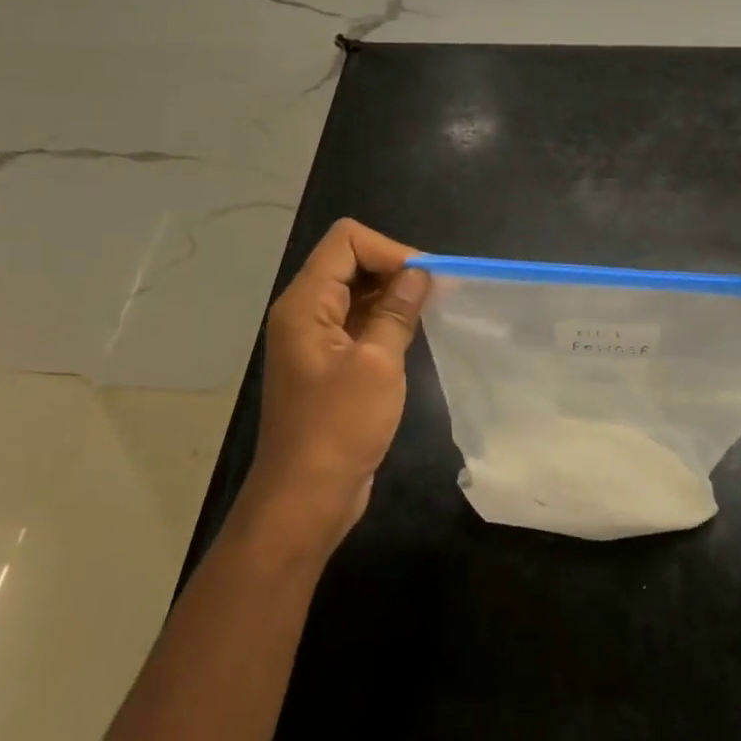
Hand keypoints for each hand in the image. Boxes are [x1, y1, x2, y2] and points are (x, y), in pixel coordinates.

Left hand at [248, 218, 429, 547]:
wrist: (305, 499)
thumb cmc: (338, 428)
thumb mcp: (376, 364)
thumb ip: (397, 312)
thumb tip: (419, 273)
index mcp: (305, 303)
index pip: (346, 241)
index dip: (389, 250)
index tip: (425, 278)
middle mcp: (305, 311)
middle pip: (350, 261)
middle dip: (393, 269)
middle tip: (435, 294)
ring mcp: (315, 337)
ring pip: (356, 291)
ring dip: (392, 294)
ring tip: (429, 312)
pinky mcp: (329, 361)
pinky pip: (358, 321)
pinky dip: (385, 318)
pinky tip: (411, 334)